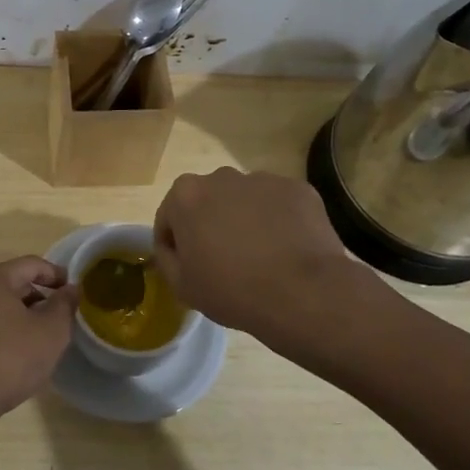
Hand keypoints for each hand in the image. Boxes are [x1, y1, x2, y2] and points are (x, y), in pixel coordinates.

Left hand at [0, 256, 78, 420]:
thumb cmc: (10, 358)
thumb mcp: (51, 331)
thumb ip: (65, 304)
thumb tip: (71, 288)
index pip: (32, 264)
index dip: (57, 274)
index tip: (74, 292)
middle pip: (14, 283)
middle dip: (40, 297)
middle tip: (61, 318)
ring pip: (1, 306)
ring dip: (24, 316)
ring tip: (43, 338)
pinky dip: (7, 331)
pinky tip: (18, 354)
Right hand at [153, 167, 367, 341]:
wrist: (303, 293)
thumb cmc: (232, 290)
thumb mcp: (181, 286)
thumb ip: (166, 258)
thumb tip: (173, 247)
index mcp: (185, 195)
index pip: (169, 217)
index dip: (175, 244)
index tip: (189, 267)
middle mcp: (221, 176)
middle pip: (208, 202)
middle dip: (211, 225)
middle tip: (225, 261)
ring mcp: (262, 179)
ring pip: (244, 200)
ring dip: (245, 220)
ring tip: (261, 256)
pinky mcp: (297, 188)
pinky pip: (278, 204)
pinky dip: (278, 221)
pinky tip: (286, 249)